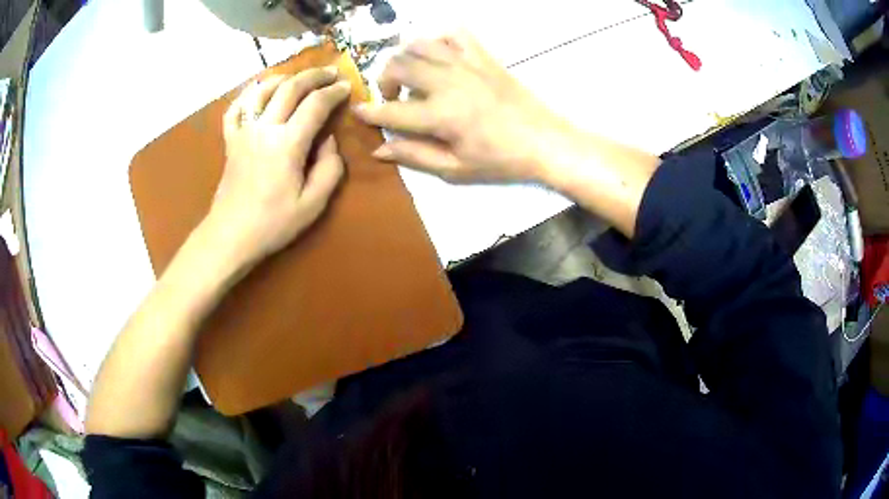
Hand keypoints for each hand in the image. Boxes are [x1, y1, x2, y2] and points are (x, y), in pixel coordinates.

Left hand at [204, 68, 351, 267]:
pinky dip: (247, 94)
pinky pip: (235, 108)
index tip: (347, 87)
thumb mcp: (313, 204)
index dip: (334, 92)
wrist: (231, 236)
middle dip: (314, 75)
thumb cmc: (272, 224)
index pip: (315, 104)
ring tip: (297, 77)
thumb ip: (329, 168)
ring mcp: (243, 132)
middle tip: (330, 72)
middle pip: (290, 88)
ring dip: (283, 77)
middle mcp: (264, 129)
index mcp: (287, 144)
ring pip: (262, 90)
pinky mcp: (230, 140)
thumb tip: (328, 141)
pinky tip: (258, 92)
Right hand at [353, 32, 574, 183]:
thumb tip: (379, 149)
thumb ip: (415, 156)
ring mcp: (467, 65)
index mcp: (441, 116)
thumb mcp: (455, 169)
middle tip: (392, 96)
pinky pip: (454, 33)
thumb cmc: (501, 160)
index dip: (369, 112)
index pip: (391, 110)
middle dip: (384, 79)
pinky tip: (436, 53)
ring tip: (410, 73)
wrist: (544, 140)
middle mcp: (448, 83)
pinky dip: (438, 38)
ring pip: (420, 45)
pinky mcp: (483, 56)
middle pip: (398, 66)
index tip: (358, 111)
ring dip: (405, 57)